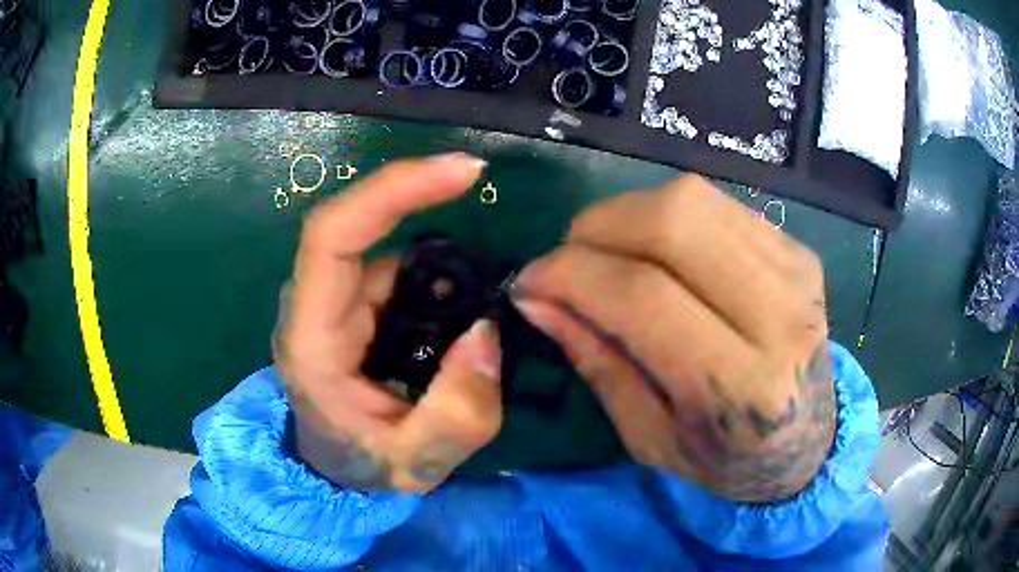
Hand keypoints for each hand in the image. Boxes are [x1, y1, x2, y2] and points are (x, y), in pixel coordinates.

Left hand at [273, 154, 501, 492]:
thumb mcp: (416, 466)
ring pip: (379, 244)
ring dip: (429, 242)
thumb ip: (458, 417)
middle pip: (353, 222)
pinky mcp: (351, 304)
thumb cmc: (362, 466)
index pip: (331, 235)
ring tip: (478, 276)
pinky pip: (392, 266)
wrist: (335, 468)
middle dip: (415, 191)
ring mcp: (331, 301)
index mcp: (312, 339)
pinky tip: (461, 294)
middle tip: (475, 179)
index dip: (391, 190)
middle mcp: (312, 305)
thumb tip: (484, 334)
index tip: (460, 173)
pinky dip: (431, 266)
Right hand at [511, 175, 834, 501]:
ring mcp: (796, 274)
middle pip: (673, 221)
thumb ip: (596, 360)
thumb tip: (537, 296)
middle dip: (598, 227)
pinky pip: (716, 204)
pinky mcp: (799, 251)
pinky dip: (668, 218)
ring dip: (628, 216)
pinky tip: (659, 254)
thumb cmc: (725, 458)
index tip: (529, 281)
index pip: (643, 297)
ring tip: (609, 255)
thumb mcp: (648, 436)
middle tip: (569, 260)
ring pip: (692, 200)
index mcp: (740, 388)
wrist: (808, 441)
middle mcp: (779, 319)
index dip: (571, 274)